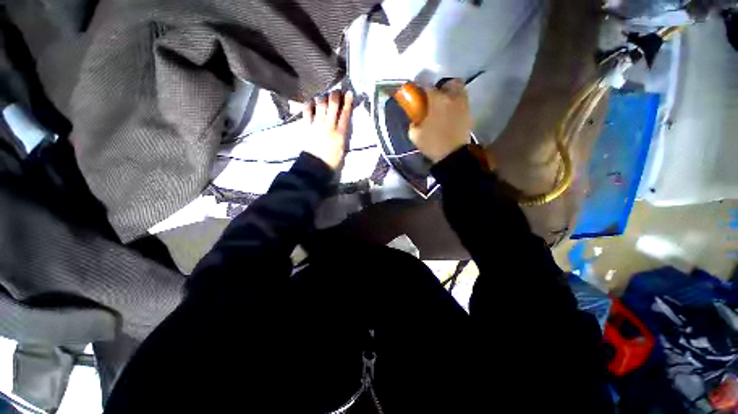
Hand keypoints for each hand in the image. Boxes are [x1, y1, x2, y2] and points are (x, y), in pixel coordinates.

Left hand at [302, 90, 353, 169]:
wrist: (315, 166)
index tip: (349, 93)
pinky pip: (307, 111)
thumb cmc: (332, 161)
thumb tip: (342, 127)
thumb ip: (343, 136)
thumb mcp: (343, 150)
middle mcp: (329, 125)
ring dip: (323, 97)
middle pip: (333, 105)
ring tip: (324, 96)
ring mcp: (317, 124)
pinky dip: (309, 105)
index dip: (347, 102)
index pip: (345, 114)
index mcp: (340, 133)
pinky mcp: (307, 126)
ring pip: (320, 104)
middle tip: (337, 91)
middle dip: (335, 95)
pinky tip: (311, 102)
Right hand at [408, 79, 470, 162]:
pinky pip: (462, 103)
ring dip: (451, 95)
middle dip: (441, 87)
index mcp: (437, 100)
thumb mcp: (415, 135)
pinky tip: (449, 116)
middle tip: (434, 99)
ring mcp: (463, 105)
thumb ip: (413, 122)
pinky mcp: (469, 114)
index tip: (416, 95)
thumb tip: (415, 118)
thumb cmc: (432, 143)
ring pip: (459, 91)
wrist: (453, 156)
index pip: (427, 86)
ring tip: (443, 107)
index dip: (420, 89)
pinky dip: (456, 105)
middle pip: (449, 83)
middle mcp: (452, 97)